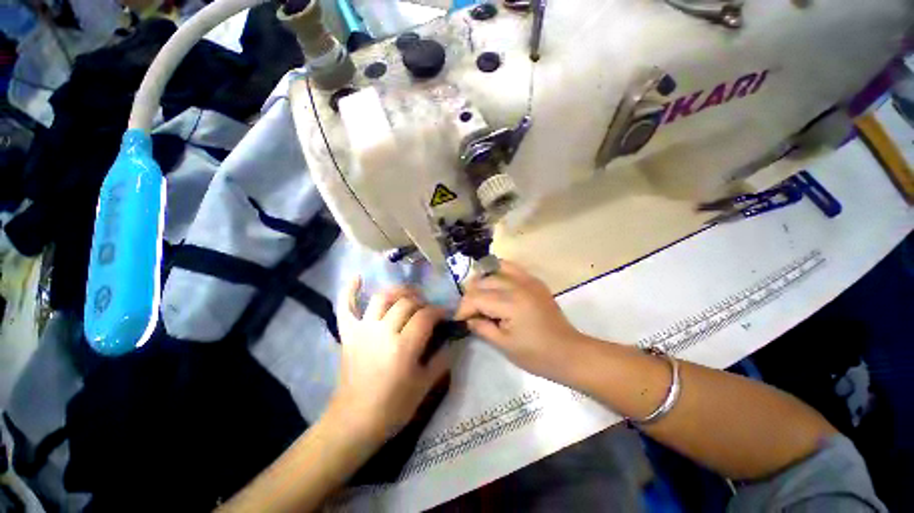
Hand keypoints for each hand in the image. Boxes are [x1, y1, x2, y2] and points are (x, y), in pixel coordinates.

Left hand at [328, 279, 451, 442]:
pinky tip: (357, 277)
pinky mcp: (348, 334)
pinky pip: (346, 307)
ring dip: (398, 292)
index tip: (445, 315)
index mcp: (403, 347)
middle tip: (428, 310)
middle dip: (422, 302)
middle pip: (406, 303)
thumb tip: (452, 340)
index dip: (438, 311)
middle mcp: (383, 332)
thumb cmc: (393, 407)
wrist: (354, 422)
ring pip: (382, 298)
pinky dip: (350, 291)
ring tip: (408, 295)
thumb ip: (441, 359)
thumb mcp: (425, 386)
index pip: (425, 316)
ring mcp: (363, 330)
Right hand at [455, 261, 582, 379]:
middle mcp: (518, 285)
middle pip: (484, 281)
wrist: (569, 352)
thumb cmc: (537, 355)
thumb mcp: (504, 345)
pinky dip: (499, 271)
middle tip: (468, 311)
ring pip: (496, 270)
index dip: (463, 308)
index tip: (458, 319)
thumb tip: (468, 318)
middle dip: (471, 295)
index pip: (477, 297)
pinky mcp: (535, 281)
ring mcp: (528, 280)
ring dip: (483, 281)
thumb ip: (482, 328)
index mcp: (510, 303)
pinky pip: (512, 268)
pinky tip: (494, 282)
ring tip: (478, 294)